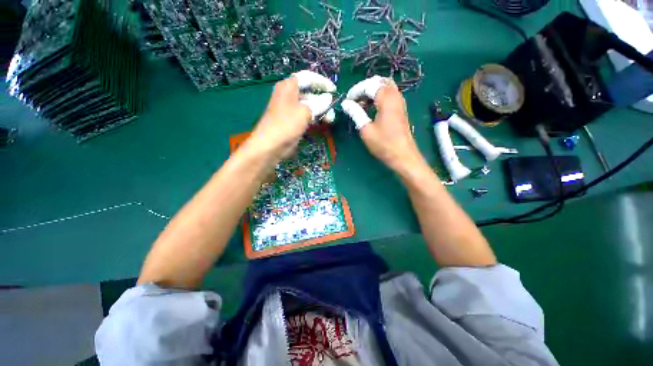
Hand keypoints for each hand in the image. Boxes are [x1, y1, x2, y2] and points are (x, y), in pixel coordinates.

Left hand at [248, 70, 335, 159]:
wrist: (271, 145)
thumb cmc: (287, 124)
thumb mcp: (305, 111)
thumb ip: (319, 103)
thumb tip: (328, 98)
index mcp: (289, 86)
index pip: (307, 77)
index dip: (321, 82)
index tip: (333, 89)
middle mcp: (289, 95)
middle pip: (309, 92)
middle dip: (323, 99)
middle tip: (333, 108)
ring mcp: (290, 109)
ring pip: (308, 105)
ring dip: (320, 110)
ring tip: (330, 119)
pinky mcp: (292, 121)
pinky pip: (305, 115)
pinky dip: (314, 118)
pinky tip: (322, 123)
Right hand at [342, 76, 425, 172]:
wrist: (403, 156)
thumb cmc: (383, 144)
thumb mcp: (366, 129)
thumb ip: (356, 113)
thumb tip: (345, 103)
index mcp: (386, 99)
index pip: (369, 85)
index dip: (356, 90)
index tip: (347, 100)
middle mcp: (395, 96)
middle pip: (379, 81)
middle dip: (365, 87)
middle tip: (355, 99)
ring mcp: (400, 102)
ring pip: (386, 87)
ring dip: (372, 91)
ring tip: (361, 103)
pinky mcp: (401, 109)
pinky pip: (390, 95)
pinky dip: (379, 97)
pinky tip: (371, 108)